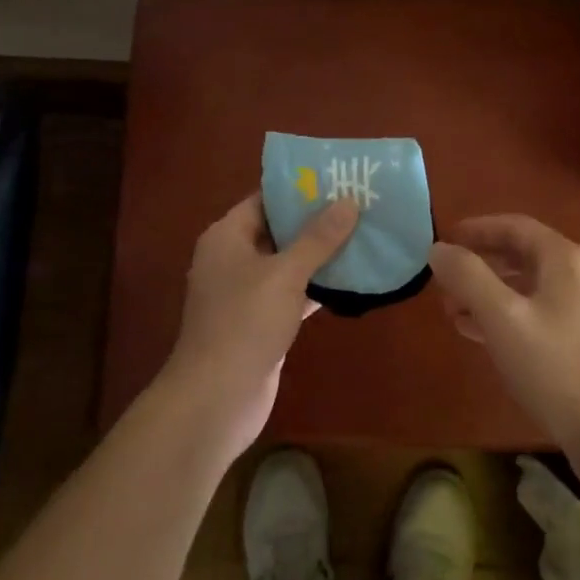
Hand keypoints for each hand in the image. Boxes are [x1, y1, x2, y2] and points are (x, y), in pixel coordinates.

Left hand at [161, 193, 357, 460]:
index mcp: (227, 236)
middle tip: (359, 205)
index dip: (299, 189)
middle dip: (316, 220)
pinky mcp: (261, 323)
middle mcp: (233, 259)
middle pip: (278, 229)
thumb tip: (348, 202)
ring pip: (288, 263)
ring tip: (363, 235)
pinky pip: (292, 293)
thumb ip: (318, 238)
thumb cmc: (244, 324)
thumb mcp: (285, 274)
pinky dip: (317, 287)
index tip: (337, 179)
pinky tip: (352, 280)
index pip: (265, 199)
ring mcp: (246, 293)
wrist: (216, 400)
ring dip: (320, 254)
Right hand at [429, 214, 579, 466]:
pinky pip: (543, 316)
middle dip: (482, 266)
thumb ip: (467, 277)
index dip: (477, 229)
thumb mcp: (501, 318)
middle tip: (447, 281)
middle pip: (524, 256)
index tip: (446, 240)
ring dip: (492, 294)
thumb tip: (439, 249)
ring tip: (457, 312)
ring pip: (532, 289)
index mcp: (566, 260)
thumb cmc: (555, 369)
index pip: (515, 226)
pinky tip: (487, 338)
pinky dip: (511, 318)